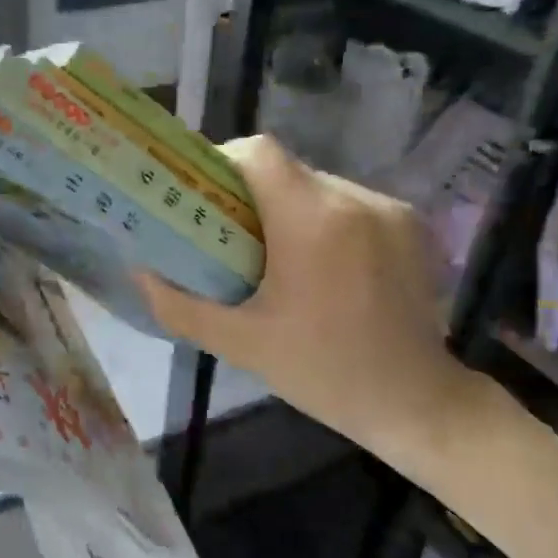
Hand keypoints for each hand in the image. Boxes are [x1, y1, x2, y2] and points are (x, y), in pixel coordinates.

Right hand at [136, 137, 488, 475]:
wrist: (419, 404)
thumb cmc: (323, 373)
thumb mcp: (241, 344)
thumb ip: (180, 305)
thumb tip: (138, 270)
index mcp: (311, 222)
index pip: (258, 154)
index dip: (222, 163)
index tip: (203, 197)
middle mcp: (354, 200)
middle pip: (285, 170)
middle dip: (251, 194)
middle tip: (230, 235)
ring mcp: (389, 209)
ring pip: (317, 184)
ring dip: (290, 208)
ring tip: (277, 256)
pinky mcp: (411, 223)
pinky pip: (349, 203)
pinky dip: (325, 220)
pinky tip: (322, 265)